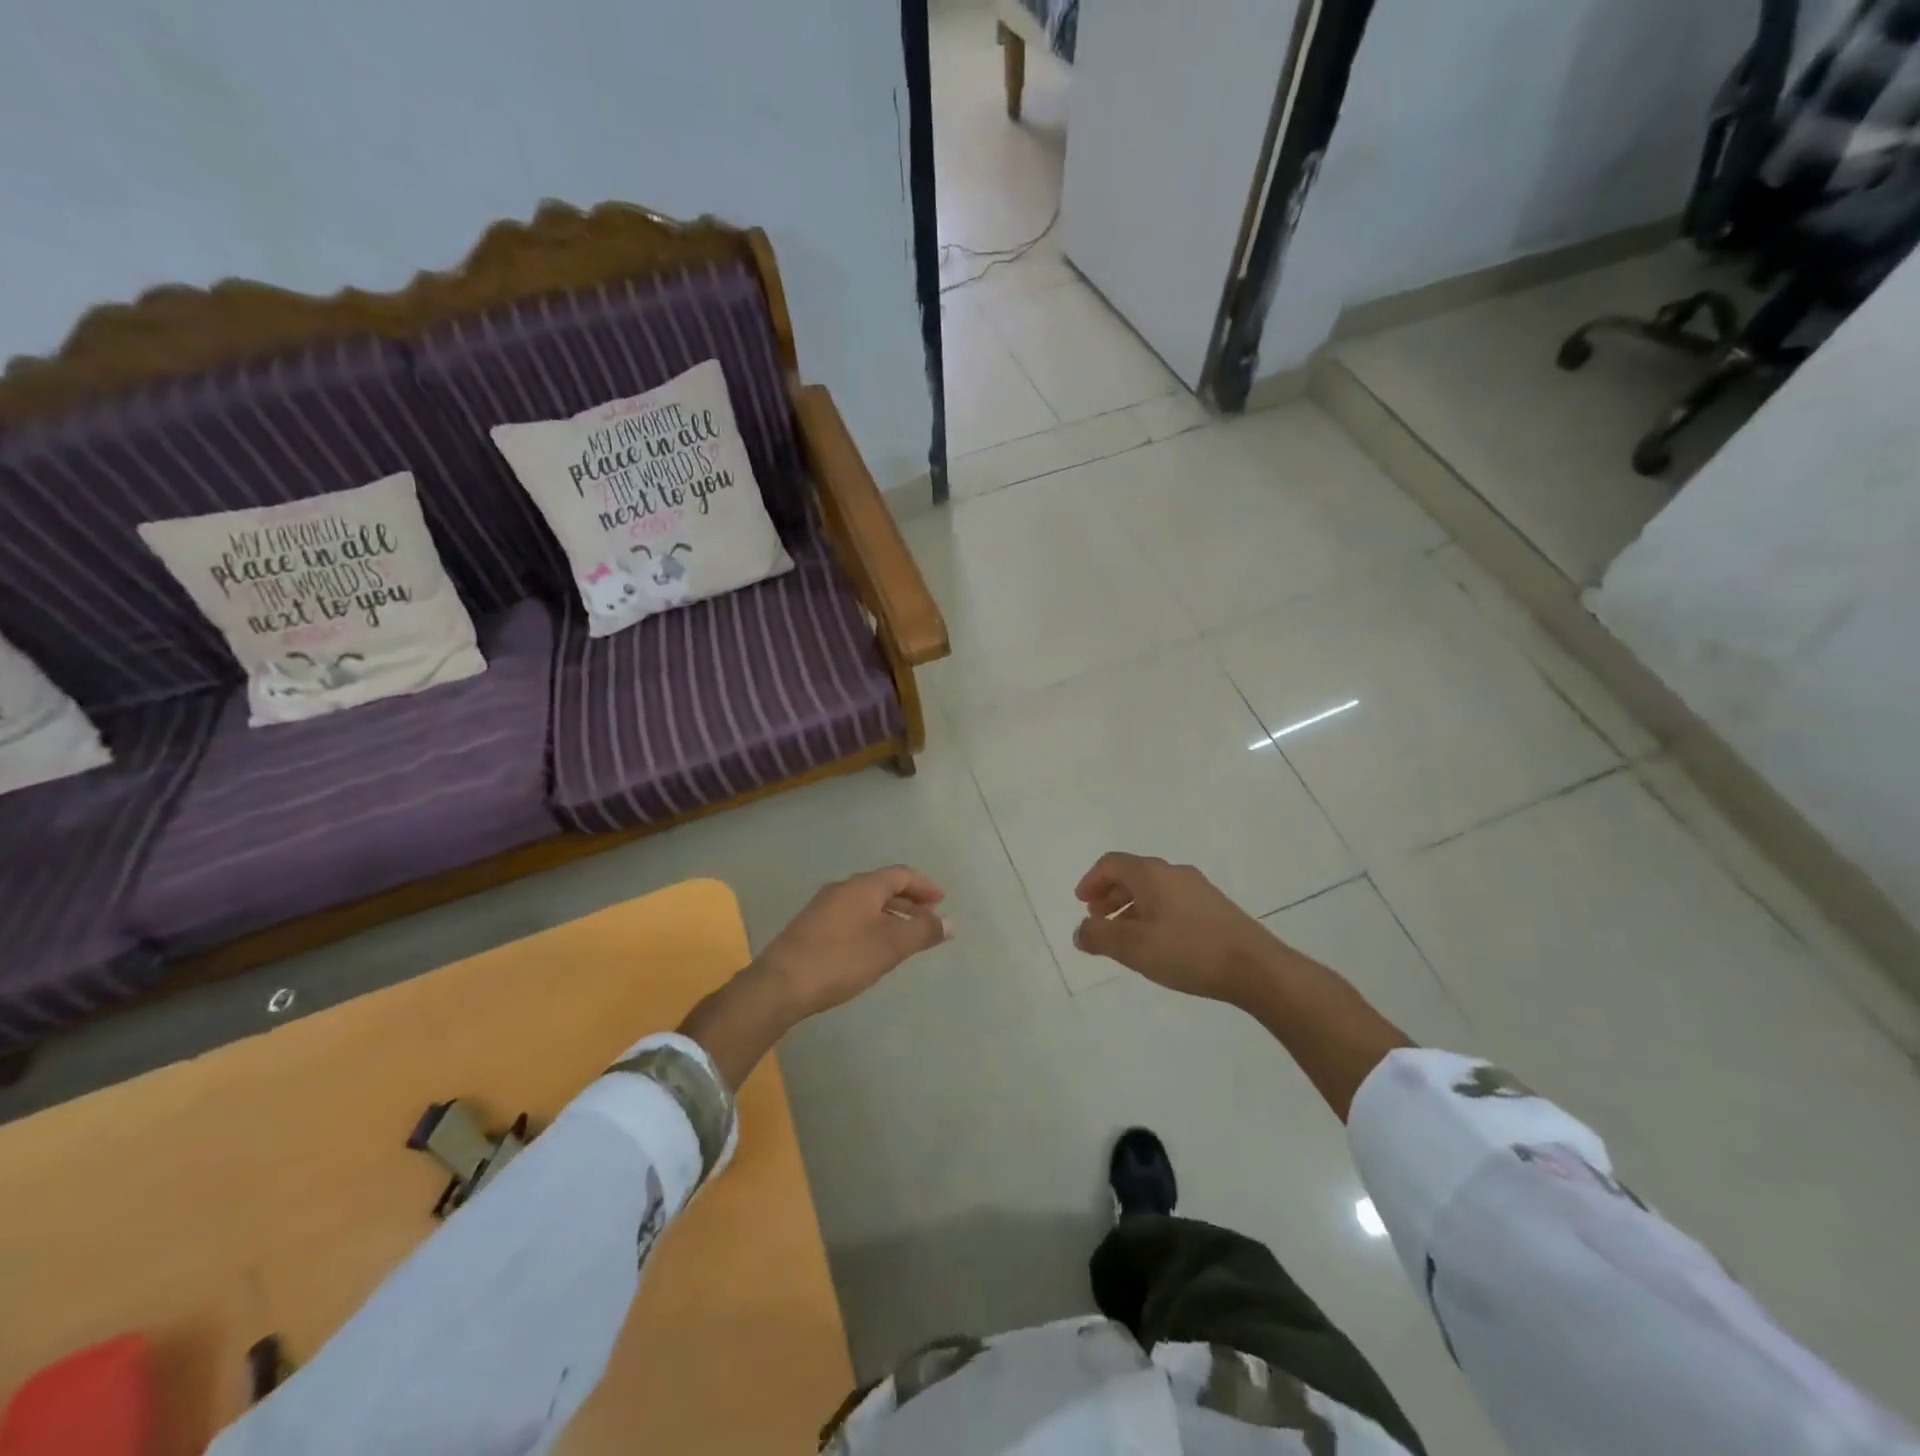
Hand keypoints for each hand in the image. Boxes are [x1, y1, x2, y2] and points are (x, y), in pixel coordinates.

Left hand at [754, 866, 951, 1020]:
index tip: (941, 900)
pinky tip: (874, 946)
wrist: (779, 984)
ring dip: (890, 913)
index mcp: (863, 886)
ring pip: (866, 902)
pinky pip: (851, 915)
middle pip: (883, 886)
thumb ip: (922, 932)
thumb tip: (949, 921)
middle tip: (929, 917)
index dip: (924, 885)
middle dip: (908, 900)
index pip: (901, 874)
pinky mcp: (811, 926)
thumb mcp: (889, 947)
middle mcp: (842, 888)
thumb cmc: (840, 960)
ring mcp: (823, 907)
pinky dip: (872, 923)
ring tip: (906, 935)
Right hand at [1073, 853, 1282, 1003]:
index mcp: (1152, 874)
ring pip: (1153, 889)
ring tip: (1123, 935)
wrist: (1255, 968)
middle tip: (1097, 920)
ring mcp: (1198, 889)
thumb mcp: (1133, 947)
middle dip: (1109, 894)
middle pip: (1132, 874)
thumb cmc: (1188, 951)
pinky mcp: (1214, 907)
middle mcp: (1174, 872)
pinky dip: (1152, 913)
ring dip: (1130, 906)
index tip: (1082, 904)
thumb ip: (1099, 936)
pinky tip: (1156, 942)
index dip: (1091, 881)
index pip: (1111, 863)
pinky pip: (1171, 901)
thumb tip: (1080, 931)